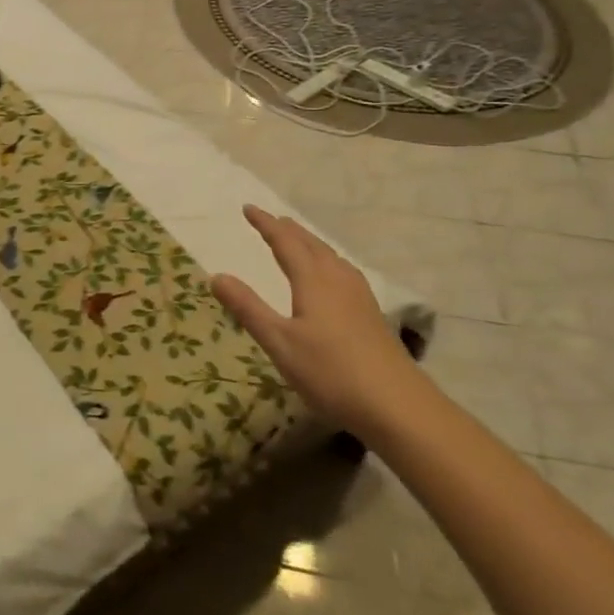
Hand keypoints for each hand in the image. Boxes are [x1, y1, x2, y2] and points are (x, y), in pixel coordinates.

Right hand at [210, 205, 415, 431]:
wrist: (397, 406)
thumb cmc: (330, 372)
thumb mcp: (279, 342)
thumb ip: (248, 308)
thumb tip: (217, 276)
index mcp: (313, 280)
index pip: (285, 242)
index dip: (265, 224)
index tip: (248, 209)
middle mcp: (338, 280)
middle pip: (311, 244)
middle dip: (288, 230)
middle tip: (270, 220)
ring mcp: (359, 296)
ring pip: (330, 257)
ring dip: (310, 243)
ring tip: (297, 240)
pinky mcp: (371, 314)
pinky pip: (343, 271)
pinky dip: (326, 261)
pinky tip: (331, 277)